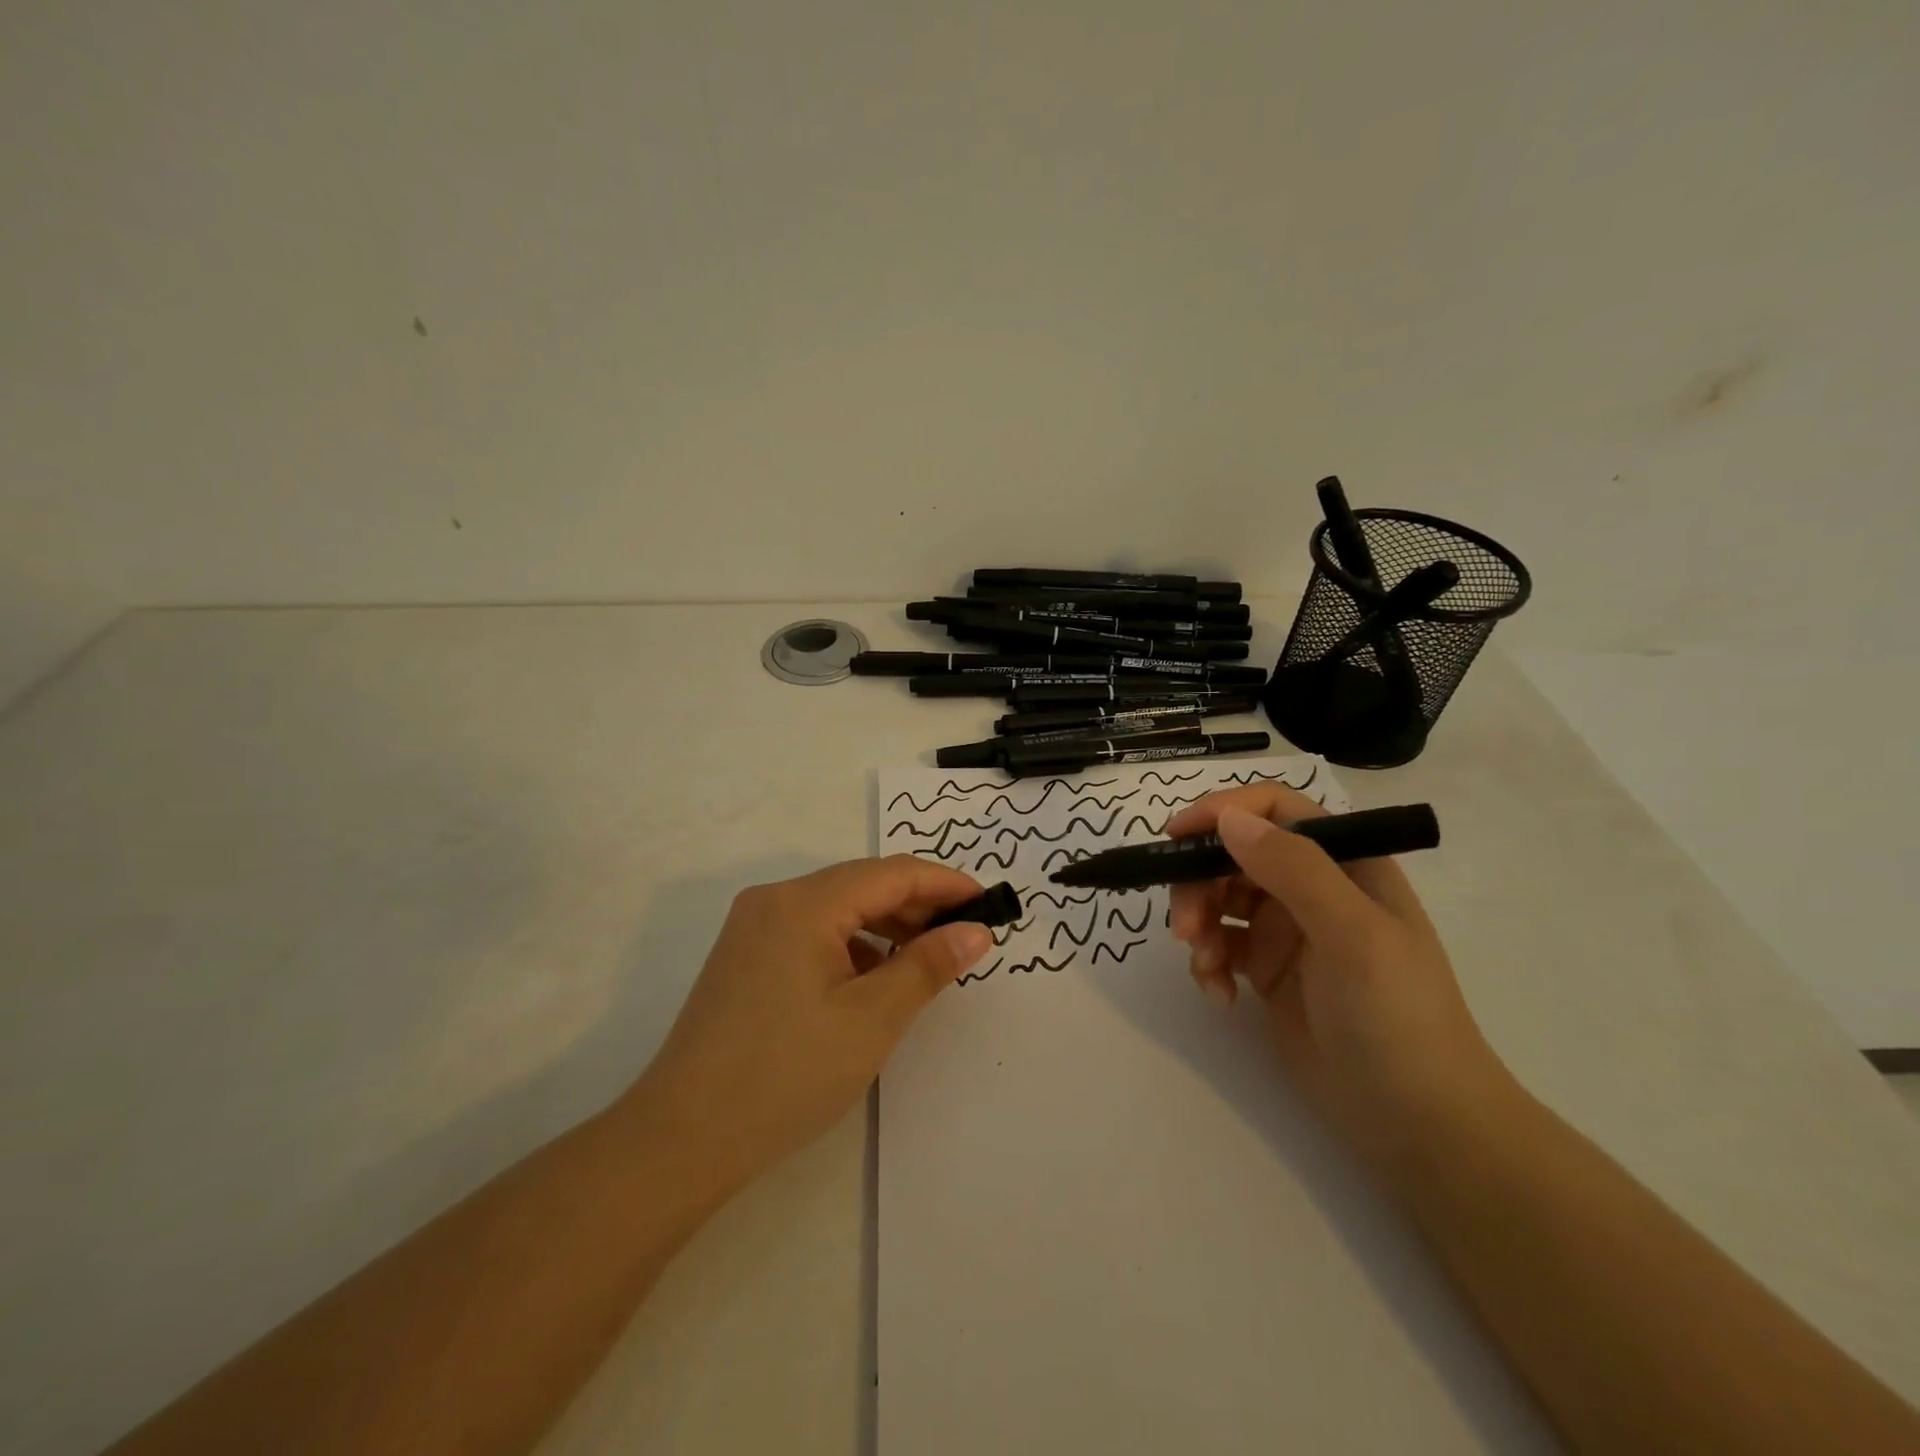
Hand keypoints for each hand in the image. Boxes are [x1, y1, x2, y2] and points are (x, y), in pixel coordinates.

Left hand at [631, 856, 992, 1194]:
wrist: (681, 1139)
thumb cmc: (786, 1075)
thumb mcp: (871, 1020)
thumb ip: (928, 966)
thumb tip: (975, 931)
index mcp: (803, 903)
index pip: (891, 873)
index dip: (945, 884)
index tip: (989, 904)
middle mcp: (774, 900)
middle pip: (861, 886)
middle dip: (917, 906)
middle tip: (964, 936)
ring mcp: (753, 927)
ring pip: (836, 909)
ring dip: (885, 927)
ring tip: (925, 960)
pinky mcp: (744, 957)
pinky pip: (812, 932)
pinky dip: (852, 946)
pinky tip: (873, 979)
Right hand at [1166, 786, 1511, 1163]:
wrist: (1417, 1121)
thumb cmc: (1397, 1015)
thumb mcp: (1352, 934)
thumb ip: (1292, 869)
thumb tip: (1227, 818)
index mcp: (1343, 864)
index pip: (1275, 811)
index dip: (1223, 811)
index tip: (1176, 836)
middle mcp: (1312, 888)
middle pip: (1234, 855)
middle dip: (1200, 883)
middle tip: (1184, 926)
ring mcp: (1288, 930)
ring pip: (1219, 898)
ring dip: (1199, 923)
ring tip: (1204, 966)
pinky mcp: (1267, 971)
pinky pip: (1219, 945)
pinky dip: (1208, 963)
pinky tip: (1220, 995)